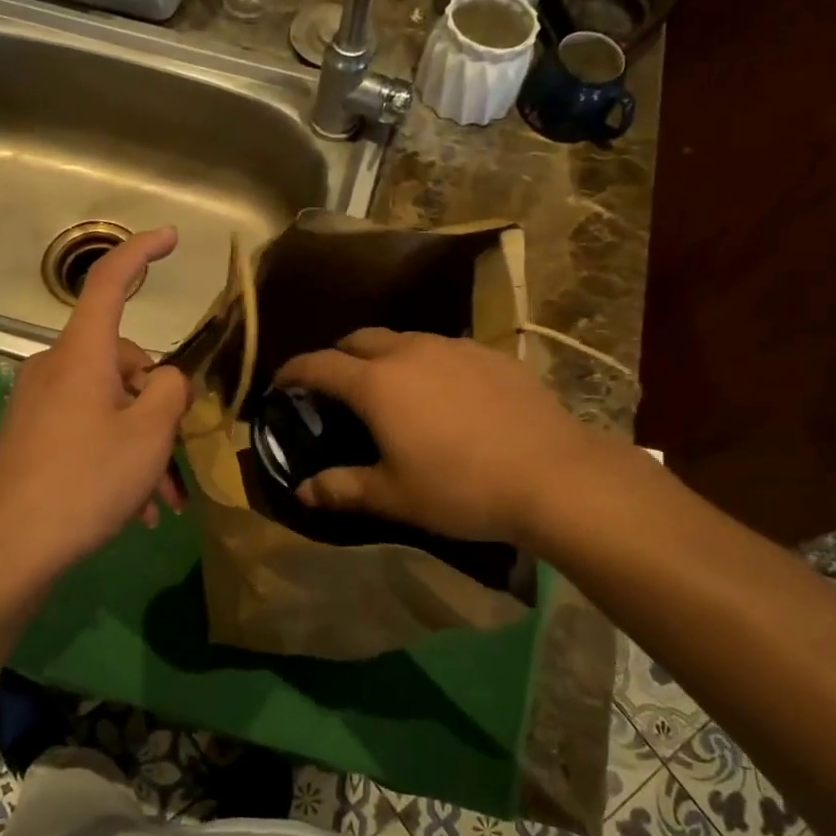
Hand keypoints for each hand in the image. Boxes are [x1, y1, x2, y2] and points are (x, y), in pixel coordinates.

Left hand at [0, 227, 191, 578]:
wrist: (10, 547)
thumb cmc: (86, 481)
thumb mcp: (149, 435)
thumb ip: (170, 391)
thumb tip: (165, 380)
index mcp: (82, 354)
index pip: (109, 282)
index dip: (141, 252)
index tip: (171, 238)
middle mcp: (55, 367)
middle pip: (124, 361)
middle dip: (158, 405)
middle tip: (177, 456)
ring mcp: (40, 401)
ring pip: (110, 404)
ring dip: (142, 443)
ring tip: (161, 498)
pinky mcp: (32, 433)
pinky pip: (87, 428)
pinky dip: (115, 456)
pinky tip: (135, 506)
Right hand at [275, 329, 608, 544]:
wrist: (553, 475)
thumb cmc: (460, 488)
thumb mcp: (394, 496)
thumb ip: (342, 488)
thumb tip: (303, 490)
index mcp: (377, 384)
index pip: (319, 365)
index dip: (294, 372)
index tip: (281, 383)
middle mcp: (411, 352)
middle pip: (359, 339)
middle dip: (338, 356)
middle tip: (335, 386)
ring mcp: (455, 347)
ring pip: (404, 339)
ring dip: (384, 356)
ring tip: (390, 387)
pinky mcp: (492, 354)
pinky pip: (445, 349)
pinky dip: (427, 362)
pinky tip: (444, 393)